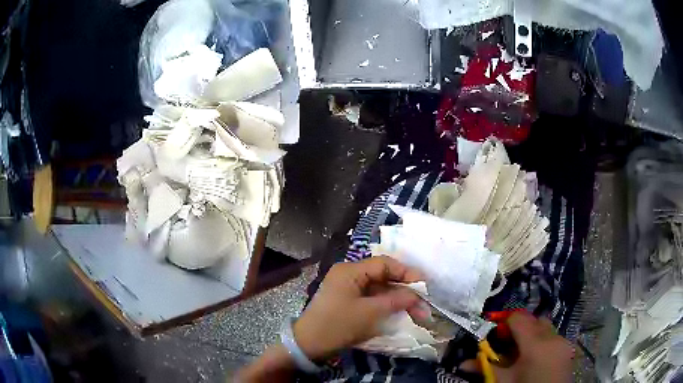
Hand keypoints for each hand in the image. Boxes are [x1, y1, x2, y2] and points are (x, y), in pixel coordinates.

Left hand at [293, 256, 423, 360]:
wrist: (309, 345)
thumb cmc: (338, 325)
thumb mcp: (370, 313)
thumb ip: (395, 300)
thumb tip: (416, 295)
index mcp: (350, 270)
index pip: (384, 264)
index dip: (406, 272)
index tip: (424, 285)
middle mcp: (349, 275)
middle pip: (383, 277)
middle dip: (404, 290)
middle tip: (423, 304)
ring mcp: (347, 289)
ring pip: (379, 289)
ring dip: (397, 300)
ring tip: (416, 313)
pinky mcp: (348, 302)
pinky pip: (371, 298)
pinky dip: (386, 305)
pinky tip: (399, 313)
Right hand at [463, 312, 574, 381]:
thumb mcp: (503, 382)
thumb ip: (486, 368)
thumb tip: (464, 363)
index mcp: (535, 343)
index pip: (518, 318)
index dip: (504, 322)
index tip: (494, 335)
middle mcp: (552, 337)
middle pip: (534, 320)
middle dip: (519, 327)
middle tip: (506, 344)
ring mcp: (563, 342)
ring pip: (545, 328)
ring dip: (532, 334)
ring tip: (520, 353)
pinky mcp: (567, 350)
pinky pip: (553, 337)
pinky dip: (542, 342)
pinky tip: (535, 359)